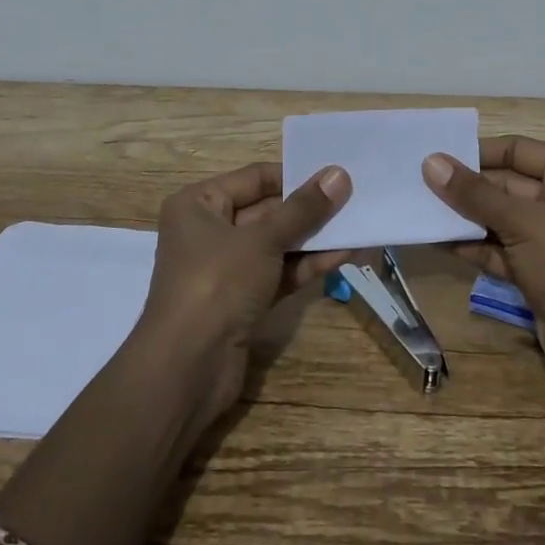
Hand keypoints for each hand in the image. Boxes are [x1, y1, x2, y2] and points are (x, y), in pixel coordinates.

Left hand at [140, 161, 353, 421]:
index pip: (255, 178)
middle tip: (355, 200)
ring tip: (358, 227)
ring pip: (277, 244)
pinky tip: (343, 255)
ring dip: (314, 239)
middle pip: (268, 211)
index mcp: (199, 204)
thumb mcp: (263, 240)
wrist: (186, 370)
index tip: (336, 176)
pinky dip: (306, 266)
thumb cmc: (216, 284)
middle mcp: (209, 231)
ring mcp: (226, 269)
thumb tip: (339, 174)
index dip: (295, 176)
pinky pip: (279, 273)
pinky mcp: (242, 301)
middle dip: (310, 210)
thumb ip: (303, 209)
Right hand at [423, 135, 544, 408]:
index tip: (436, 155)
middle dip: (466, 186)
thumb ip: (474, 193)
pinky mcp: (537, 274)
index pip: (519, 150)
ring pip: (499, 219)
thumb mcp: (522, 221)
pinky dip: (471, 246)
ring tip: (419, 208)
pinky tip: (436, 240)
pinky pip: (498, 251)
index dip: (479, 151)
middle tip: (418, 182)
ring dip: (463, 217)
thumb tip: (430, 162)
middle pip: (506, 185)